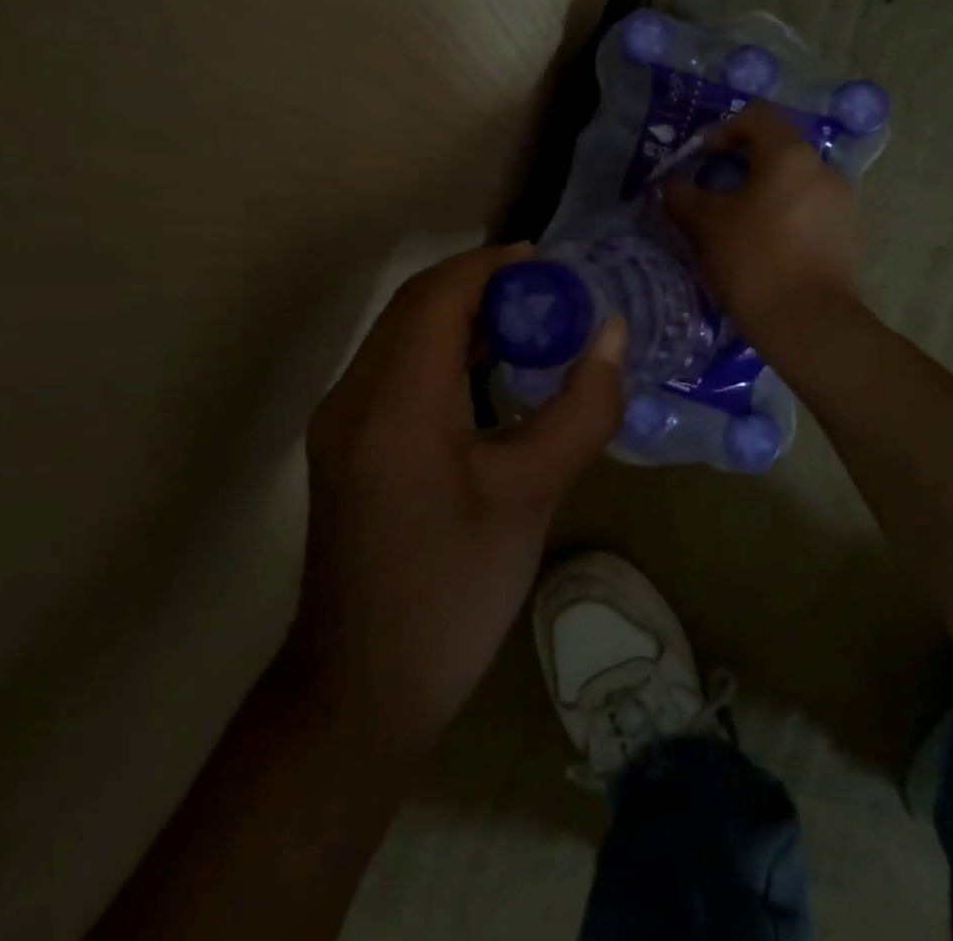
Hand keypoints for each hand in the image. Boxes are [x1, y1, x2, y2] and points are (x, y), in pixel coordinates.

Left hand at [284, 244, 626, 760]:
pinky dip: (441, 347)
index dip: (493, 266)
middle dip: (481, 283)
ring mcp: (341, 420)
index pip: (439, 297)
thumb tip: (611, 336)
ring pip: (402, 332)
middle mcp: (354, 397)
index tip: (551, 263)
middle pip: (415, 305)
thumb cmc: (454, 594)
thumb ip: (581, 410)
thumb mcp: (532, 498)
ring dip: (461, 313)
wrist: (362, 689)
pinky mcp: (345, 442)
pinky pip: (395, 366)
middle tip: (549, 291)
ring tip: (528, 319)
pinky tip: (487, 368)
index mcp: (395, 406)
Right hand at [664, 102, 867, 342]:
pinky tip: (773, 250)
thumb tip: (669, 187)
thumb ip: (681, 196)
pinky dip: (790, 219)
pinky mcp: (851, 236)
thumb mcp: (704, 225)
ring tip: (745, 226)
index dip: (724, 129)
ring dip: (769, 194)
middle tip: (719, 194)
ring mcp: (844, 203)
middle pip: (780, 151)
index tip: (703, 158)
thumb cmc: (752, 260)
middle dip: (746, 166)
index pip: (757, 116)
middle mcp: (824, 169)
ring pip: (798, 184)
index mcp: (790, 155)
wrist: (806, 322)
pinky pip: (814, 213)